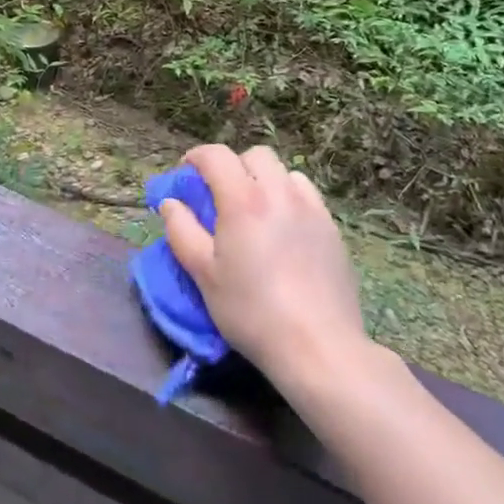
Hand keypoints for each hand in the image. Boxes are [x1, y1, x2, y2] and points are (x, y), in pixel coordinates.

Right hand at [159, 145, 369, 393]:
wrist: (318, 347)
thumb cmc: (251, 311)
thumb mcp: (204, 275)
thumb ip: (182, 231)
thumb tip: (171, 203)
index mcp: (244, 200)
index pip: (216, 156)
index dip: (195, 158)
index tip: (184, 175)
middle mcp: (280, 193)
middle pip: (255, 155)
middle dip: (232, 166)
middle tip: (220, 196)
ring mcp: (312, 209)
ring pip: (285, 172)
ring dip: (264, 180)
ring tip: (255, 211)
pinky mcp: (332, 229)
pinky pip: (307, 195)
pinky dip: (289, 198)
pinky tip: (283, 230)